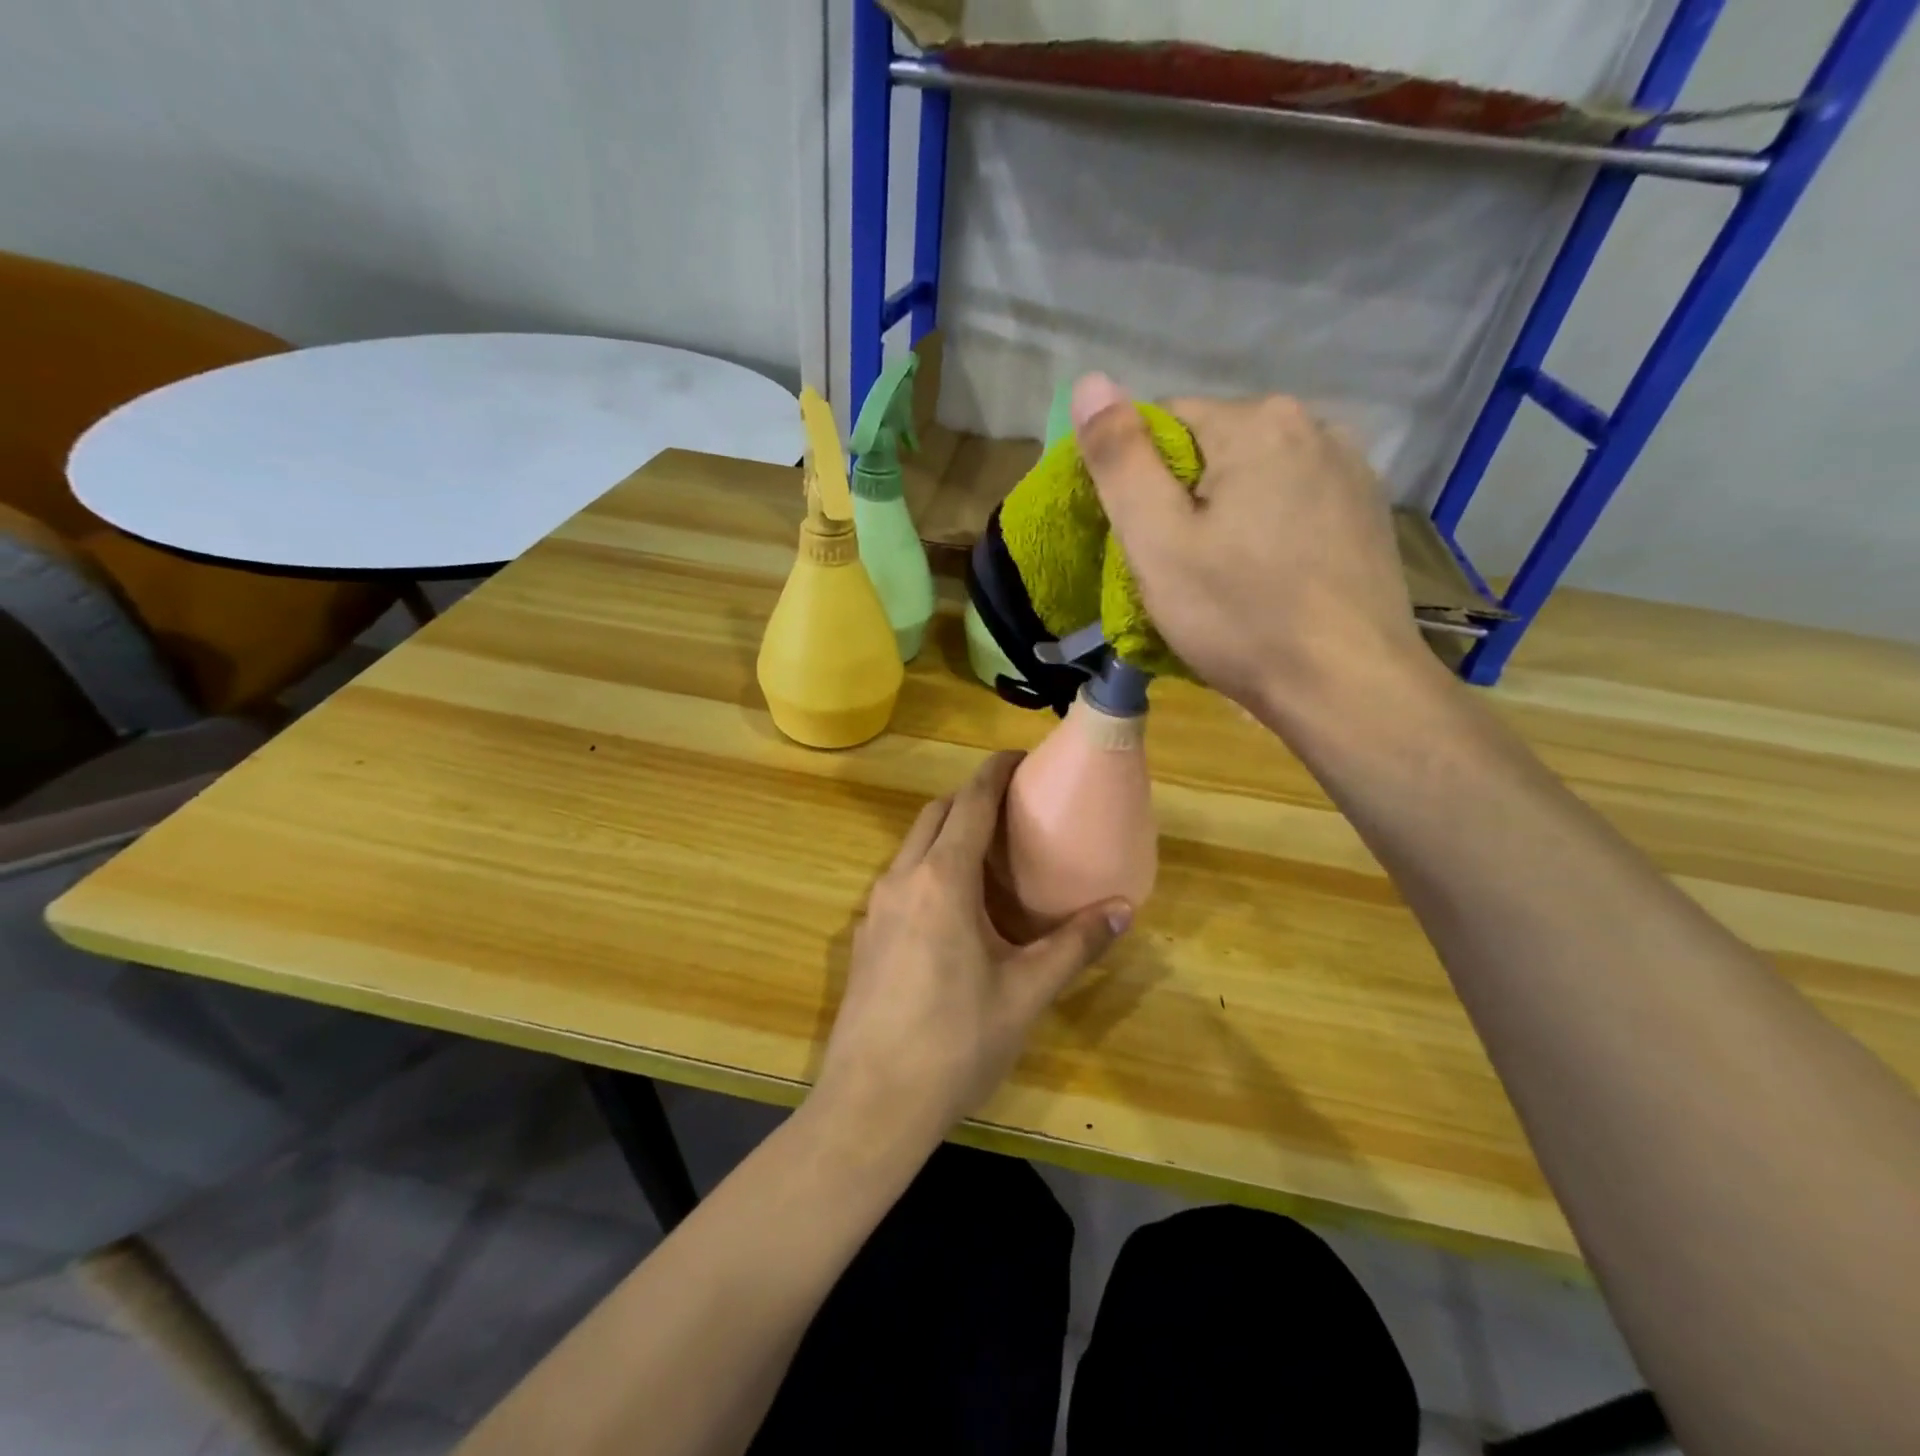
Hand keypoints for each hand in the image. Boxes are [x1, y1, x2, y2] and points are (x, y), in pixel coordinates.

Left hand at [815, 752, 1130, 1147]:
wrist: (870, 1105)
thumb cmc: (955, 1044)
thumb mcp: (1025, 994)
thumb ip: (1074, 946)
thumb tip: (1123, 909)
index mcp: (942, 880)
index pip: (970, 803)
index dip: (994, 772)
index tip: (1020, 757)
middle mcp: (902, 879)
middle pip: (935, 814)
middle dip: (971, 797)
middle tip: (1012, 806)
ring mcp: (875, 907)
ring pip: (912, 846)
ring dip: (946, 832)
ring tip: (988, 851)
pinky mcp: (863, 936)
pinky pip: (900, 879)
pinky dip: (928, 866)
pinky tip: (953, 907)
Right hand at [1071, 374, 1429, 723]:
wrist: (1347, 687)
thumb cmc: (1240, 616)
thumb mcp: (1158, 542)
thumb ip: (1120, 460)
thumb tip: (1090, 381)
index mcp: (1258, 423)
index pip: (1166, 422)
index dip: (1138, 479)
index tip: (1141, 540)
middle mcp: (1315, 425)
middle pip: (1214, 448)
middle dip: (1185, 497)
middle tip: (1177, 569)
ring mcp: (1351, 469)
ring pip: (1256, 478)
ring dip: (1228, 514)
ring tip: (1224, 579)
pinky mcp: (1369, 512)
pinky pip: (1294, 503)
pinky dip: (1269, 530)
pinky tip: (1270, 579)